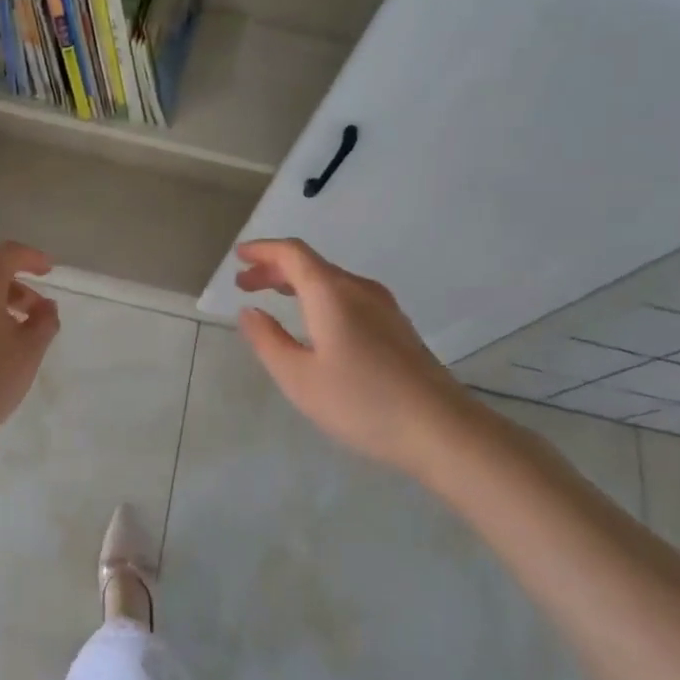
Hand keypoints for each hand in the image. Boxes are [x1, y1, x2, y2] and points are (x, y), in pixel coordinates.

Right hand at [234, 238, 481, 479]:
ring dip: (298, 284)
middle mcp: (359, 289)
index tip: (238, 257)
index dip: (262, 251)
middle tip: (246, 283)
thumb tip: (249, 312)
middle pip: (311, 265)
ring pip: (331, 281)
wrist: (441, 429)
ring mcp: (384, 308)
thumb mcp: (299, 378)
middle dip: (275, 269)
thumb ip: (268, 341)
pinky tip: (314, 323)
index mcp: (331, 293)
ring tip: (273, 299)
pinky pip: (348, 297)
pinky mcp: (397, 328)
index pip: (292, 254)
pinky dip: (320, 298)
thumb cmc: (361, 402)